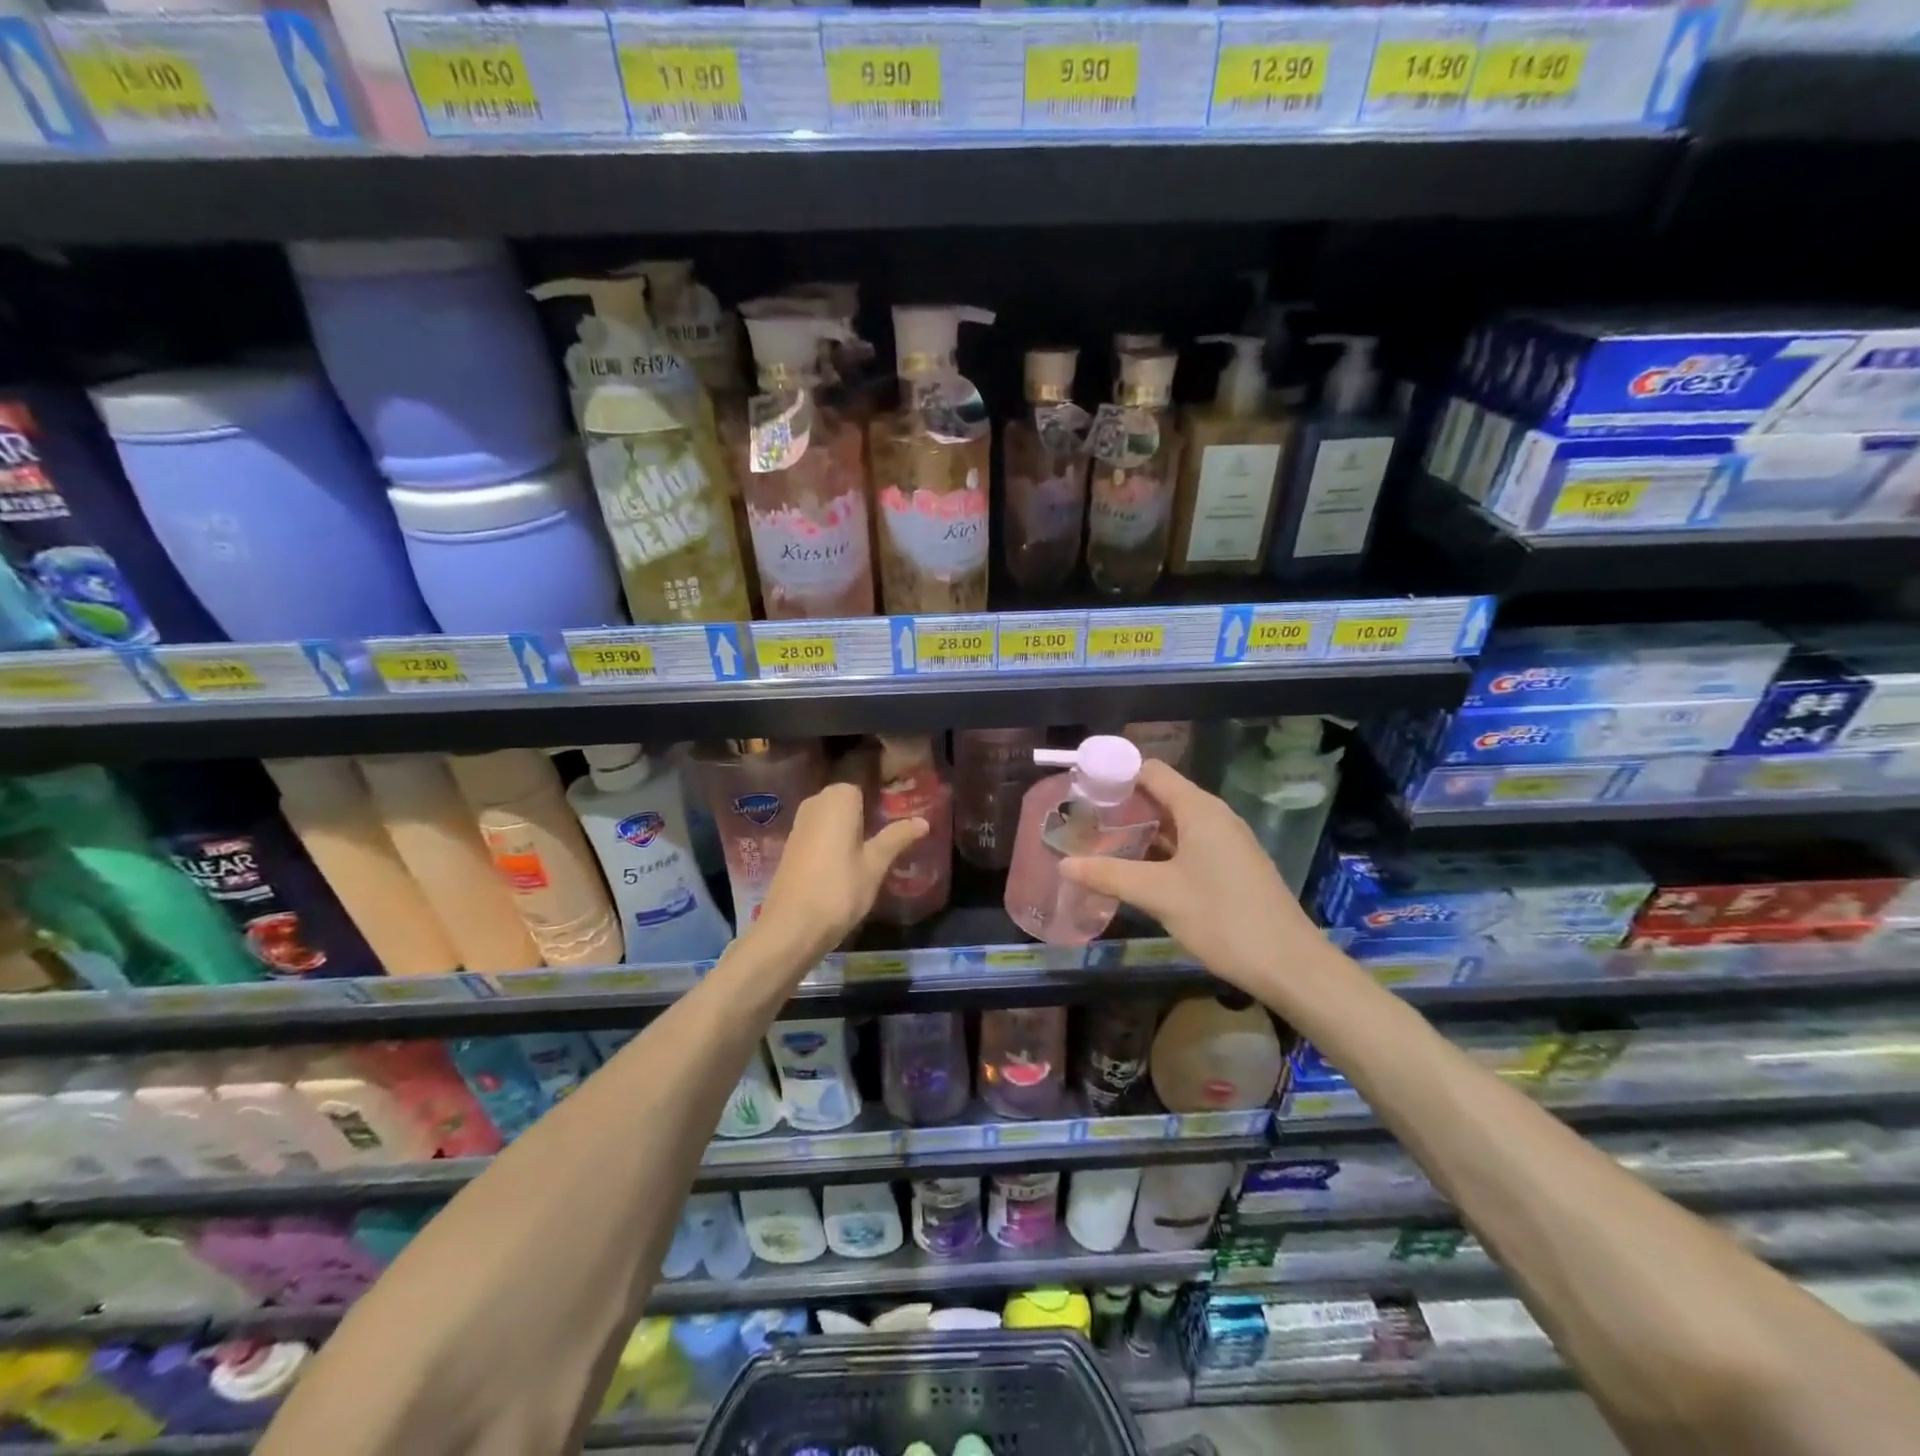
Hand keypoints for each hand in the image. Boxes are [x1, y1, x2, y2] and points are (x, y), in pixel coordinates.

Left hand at [752, 783, 928, 962]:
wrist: (791, 927)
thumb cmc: (839, 890)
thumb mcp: (875, 864)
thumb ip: (897, 838)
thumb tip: (923, 821)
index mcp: (838, 799)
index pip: (865, 787)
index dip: (882, 803)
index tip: (899, 819)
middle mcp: (815, 803)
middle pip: (848, 802)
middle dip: (867, 817)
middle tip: (892, 838)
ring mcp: (800, 824)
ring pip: (833, 819)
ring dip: (850, 831)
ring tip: (874, 853)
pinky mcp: (791, 846)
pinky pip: (820, 833)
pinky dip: (834, 843)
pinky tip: (847, 865)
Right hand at [1060, 760, 1330, 1004]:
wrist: (1289, 964)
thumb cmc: (1223, 918)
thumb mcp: (1158, 895)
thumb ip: (1109, 875)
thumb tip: (1064, 864)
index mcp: (1199, 809)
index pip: (1151, 771)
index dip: (1116, 775)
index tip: (1082, 791)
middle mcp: (1214, 816)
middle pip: (1161, 794)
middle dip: (1122, 805)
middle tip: (1083, 822)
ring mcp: (1226, 841)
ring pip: (1174, 822)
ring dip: (1140, 830)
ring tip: (1101, 844)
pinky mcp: (1231, 865)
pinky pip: (1188, 843)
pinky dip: (1160, 849)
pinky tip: (1136, 870)